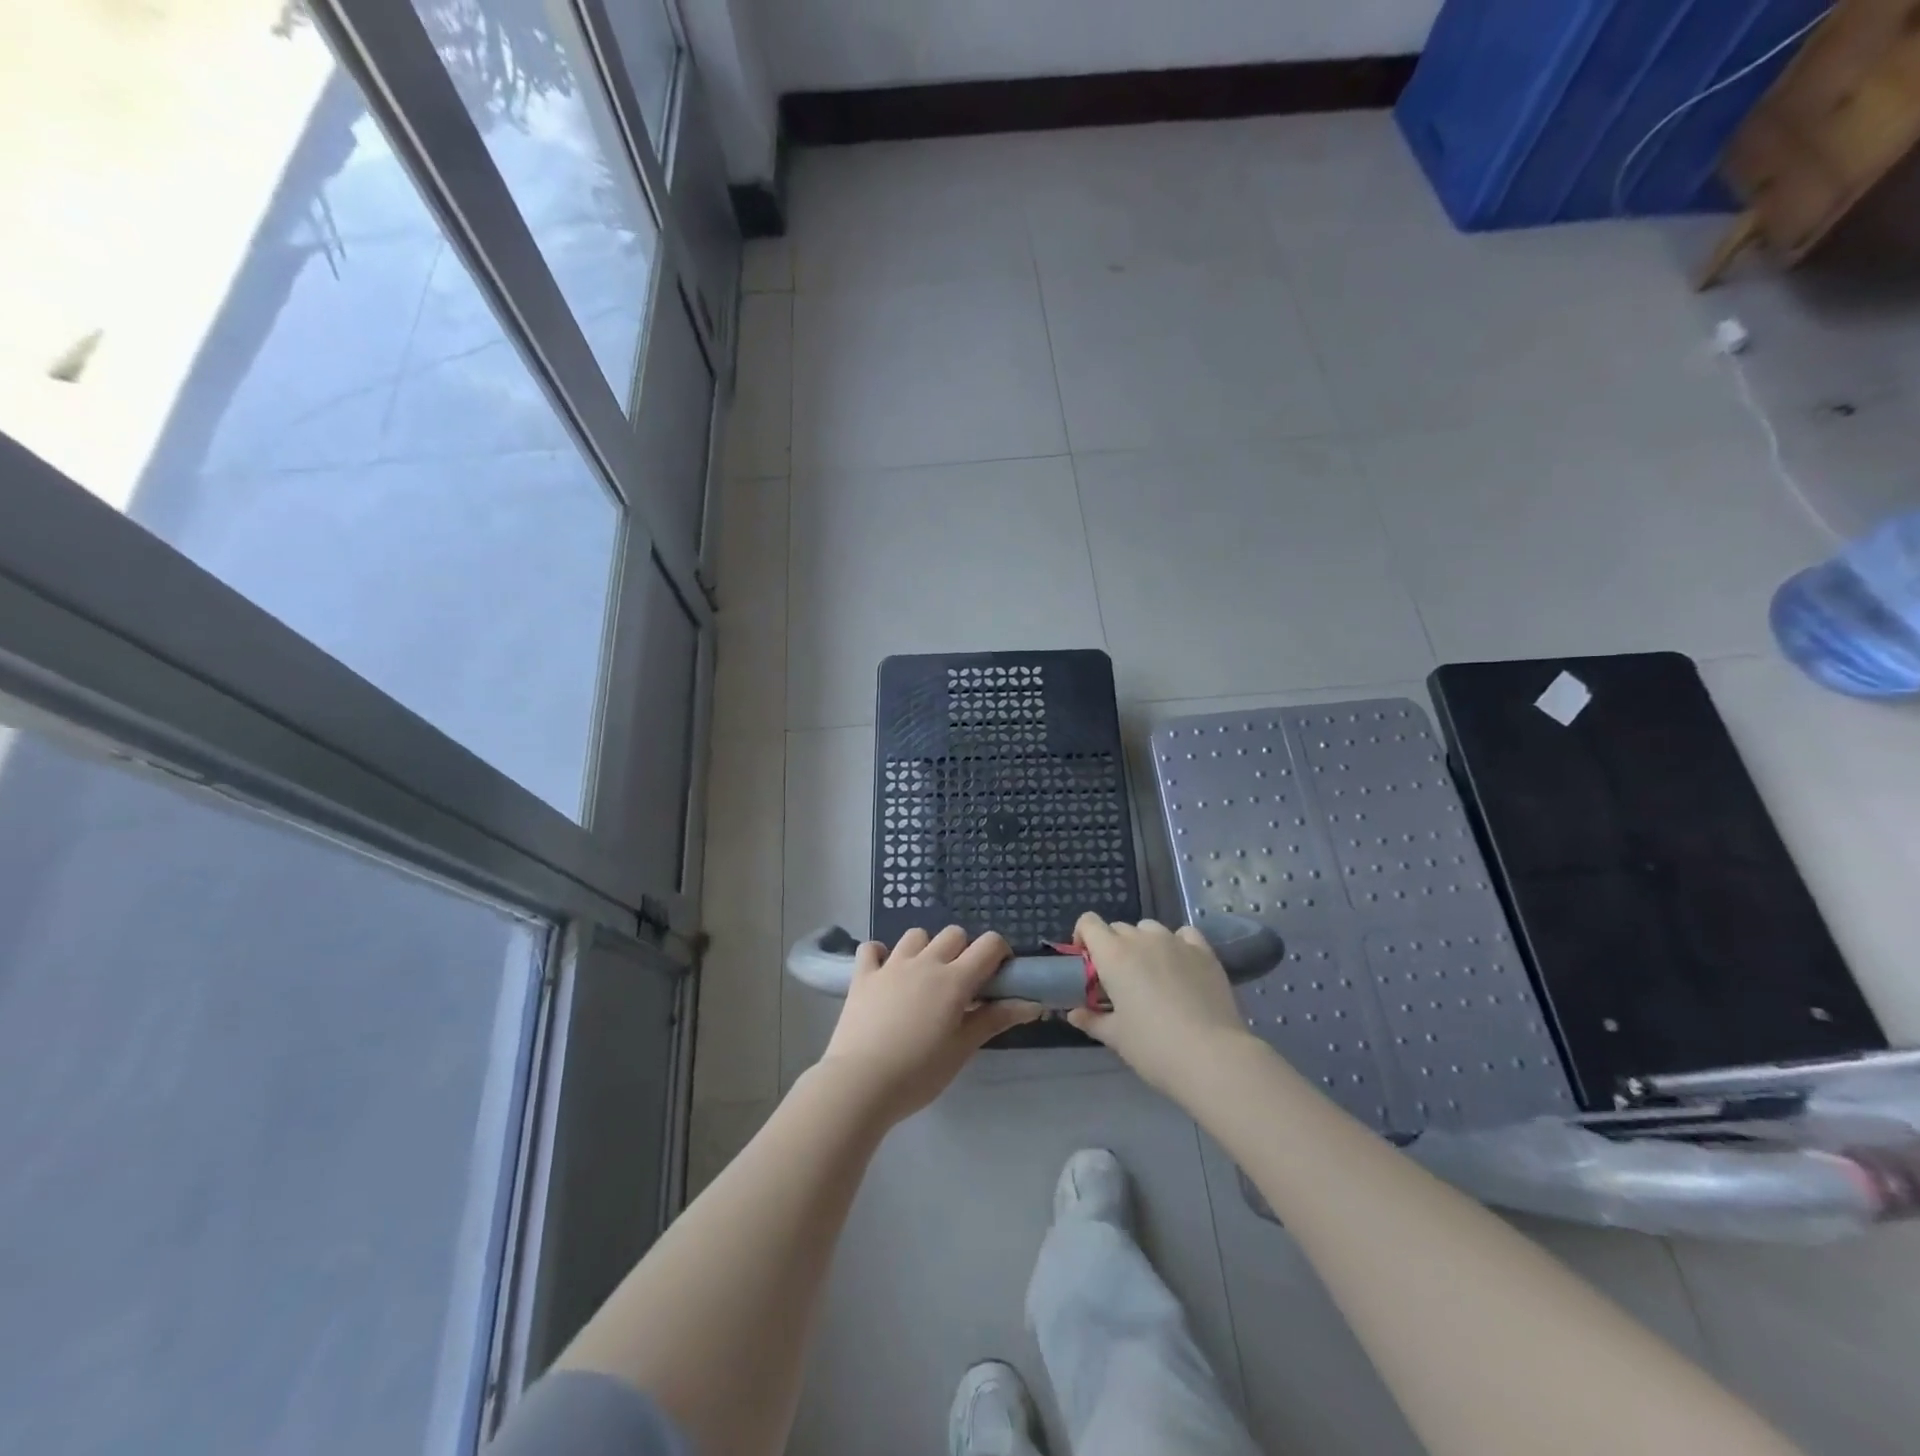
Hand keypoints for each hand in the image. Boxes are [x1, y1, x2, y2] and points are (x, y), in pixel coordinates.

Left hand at [816, 926, 1041, 1124]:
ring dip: (926, 949)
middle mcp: (925, 962)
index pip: (989, 944)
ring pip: (916, 935)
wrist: (860, 1083)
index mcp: (954, 979)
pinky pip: (872, 948)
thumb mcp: (963, 1049)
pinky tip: (885, 974)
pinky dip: (881, 955)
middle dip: (964, 951)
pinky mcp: (863, 976)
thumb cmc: (919, 1073)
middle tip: (961, 985)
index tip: (998, 976)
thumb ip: (996, 1019)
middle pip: (954, 934)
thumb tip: (1033, 1004)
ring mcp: (891, 965)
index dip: (1000, 953)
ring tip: (924, 978)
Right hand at [1067, 914, 1254, 1095]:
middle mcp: (1142, 939)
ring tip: (1151, 975)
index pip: (1088, 923)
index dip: (1083, 938)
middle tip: (1118, 981)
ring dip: (1143, 944)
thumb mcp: (1116, 1037)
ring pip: (1150, 929)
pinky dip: (1176, 944)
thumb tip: (1074, 1014)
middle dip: (1113, 947)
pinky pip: (1183, 934)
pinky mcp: (1204, 952)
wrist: (1213, 1058)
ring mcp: (1176, 942)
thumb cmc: (1154, 1047)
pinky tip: (1181, 966)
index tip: (1087, 964)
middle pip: (1118, 928)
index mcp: (1114, 955)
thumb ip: (1091, 1020)